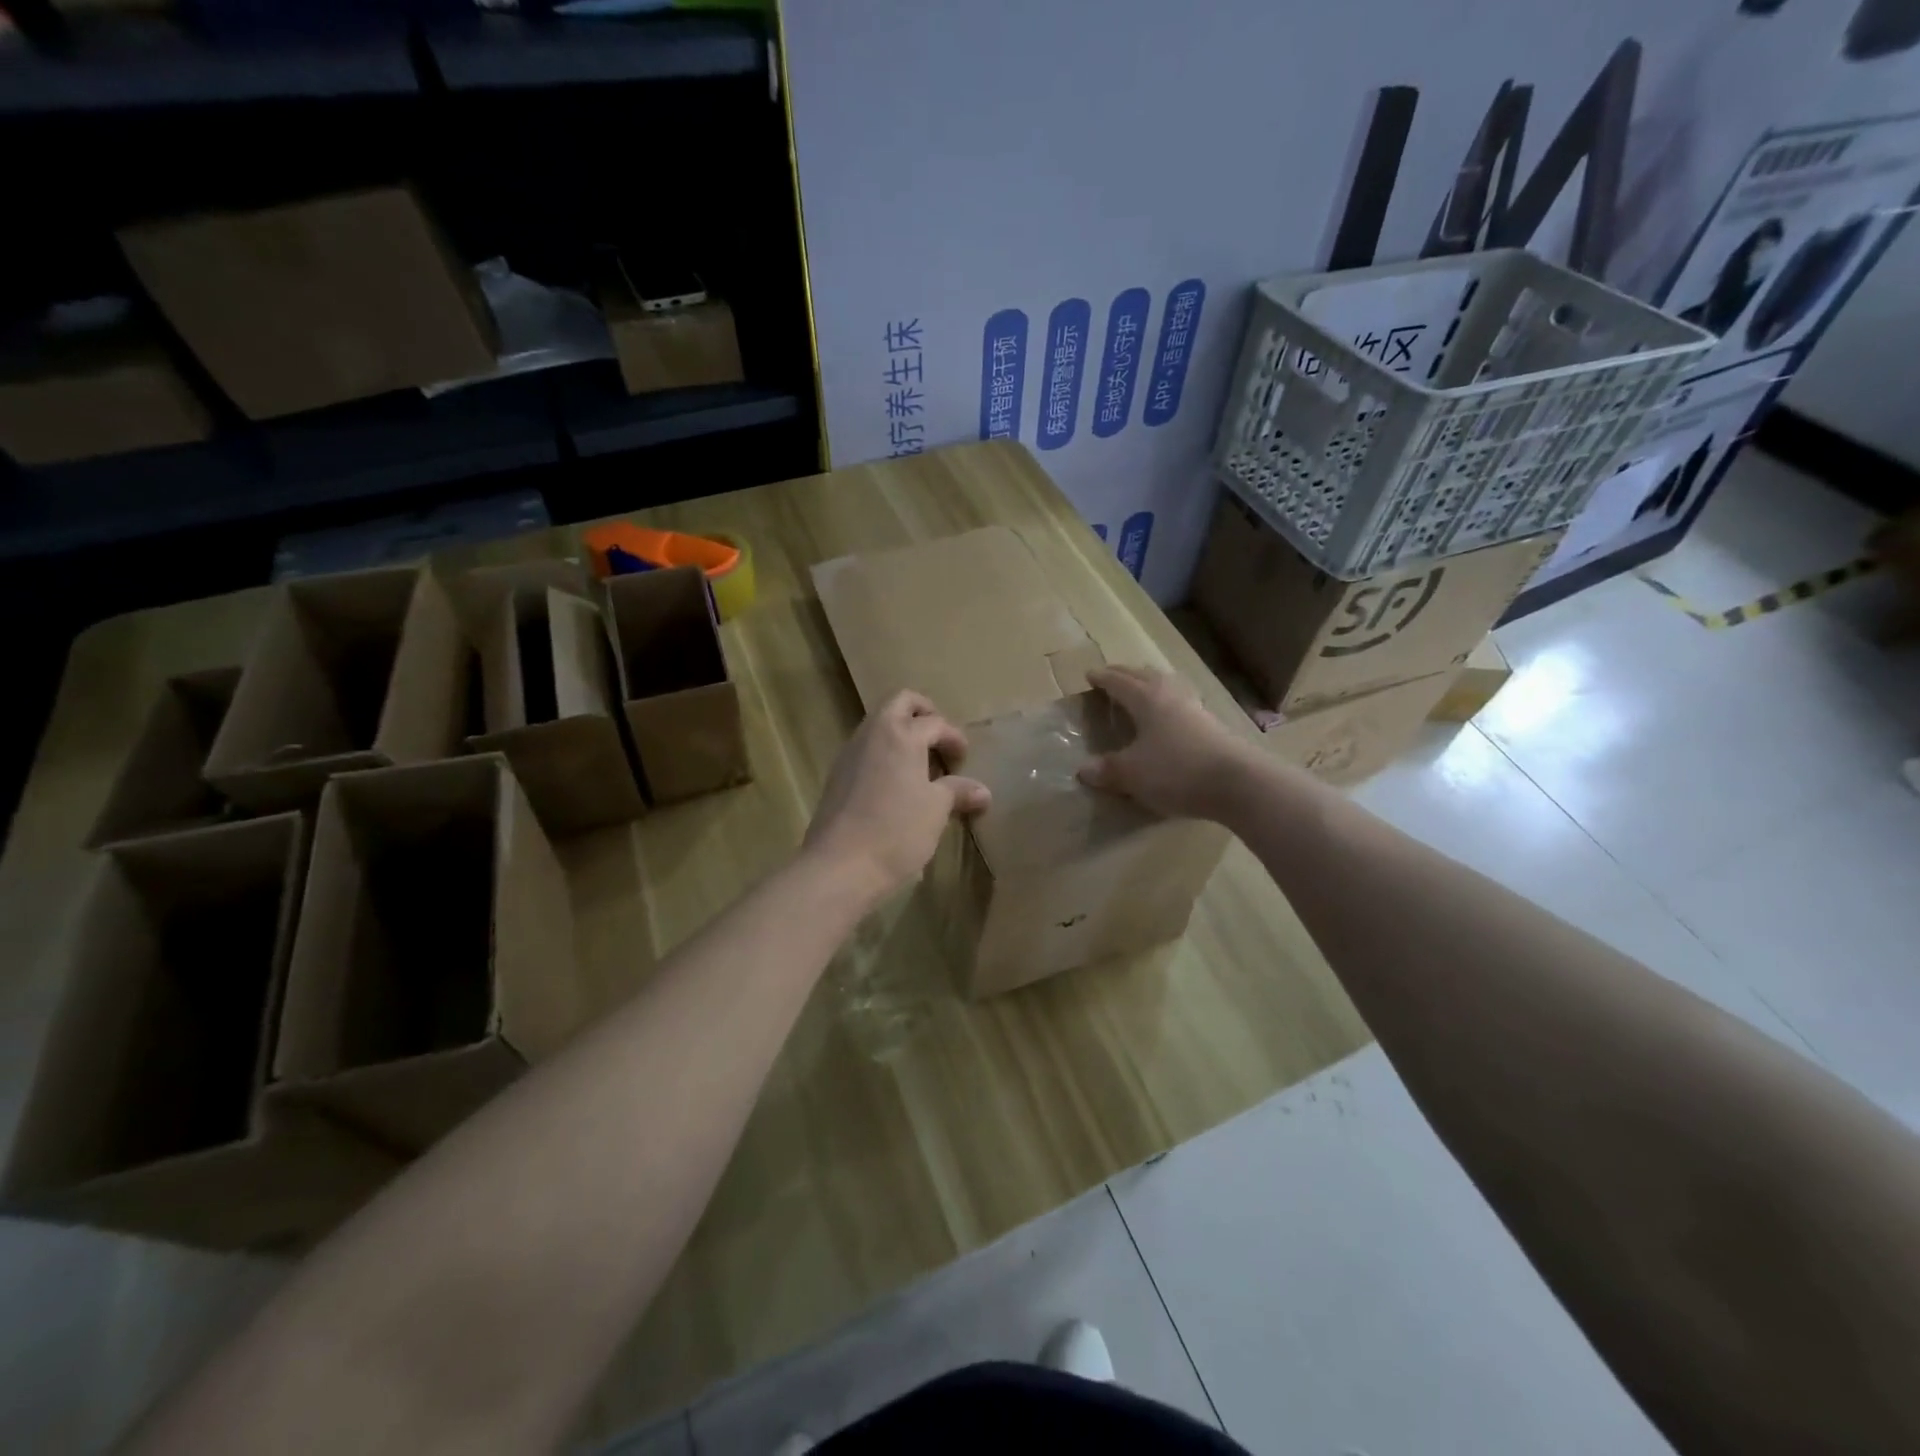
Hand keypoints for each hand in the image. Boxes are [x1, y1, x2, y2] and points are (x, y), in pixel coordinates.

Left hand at [804, 691, 990, 904]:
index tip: (964, 760)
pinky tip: (896, 785)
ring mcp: (850, 753)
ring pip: (879, 724)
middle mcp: (872, 733)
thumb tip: (982, 791)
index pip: (935, 722)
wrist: (839, 866)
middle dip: (924, 713)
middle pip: (900, 703)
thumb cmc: (896, 831)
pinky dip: (885, 753)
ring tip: (921, 764)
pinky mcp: (837, 776)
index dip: (954, 738)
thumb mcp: (936, 810)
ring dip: (902, 734)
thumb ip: (958, 792)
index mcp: (901, 734)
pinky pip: (866, 749)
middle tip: (940, 739)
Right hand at [1077, 664, 1250, 820]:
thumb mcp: (1132, 773)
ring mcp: (1195, 709)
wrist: (1237, 783)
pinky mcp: (1213, 726)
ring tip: (1142, 689)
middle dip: (1126, 674)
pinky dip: (1169, 703)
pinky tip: (1170, 717)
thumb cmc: (1176, 770)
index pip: (1119, 682)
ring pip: (1168, 686)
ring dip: (1152, 683)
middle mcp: (1170, 696)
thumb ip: (1107, 769)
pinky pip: (1183, 704)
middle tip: (1112, 675)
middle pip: (1145, 676)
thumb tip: (1084, 769)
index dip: (1103, 678)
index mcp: (1147, 699)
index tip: (1090, 675)